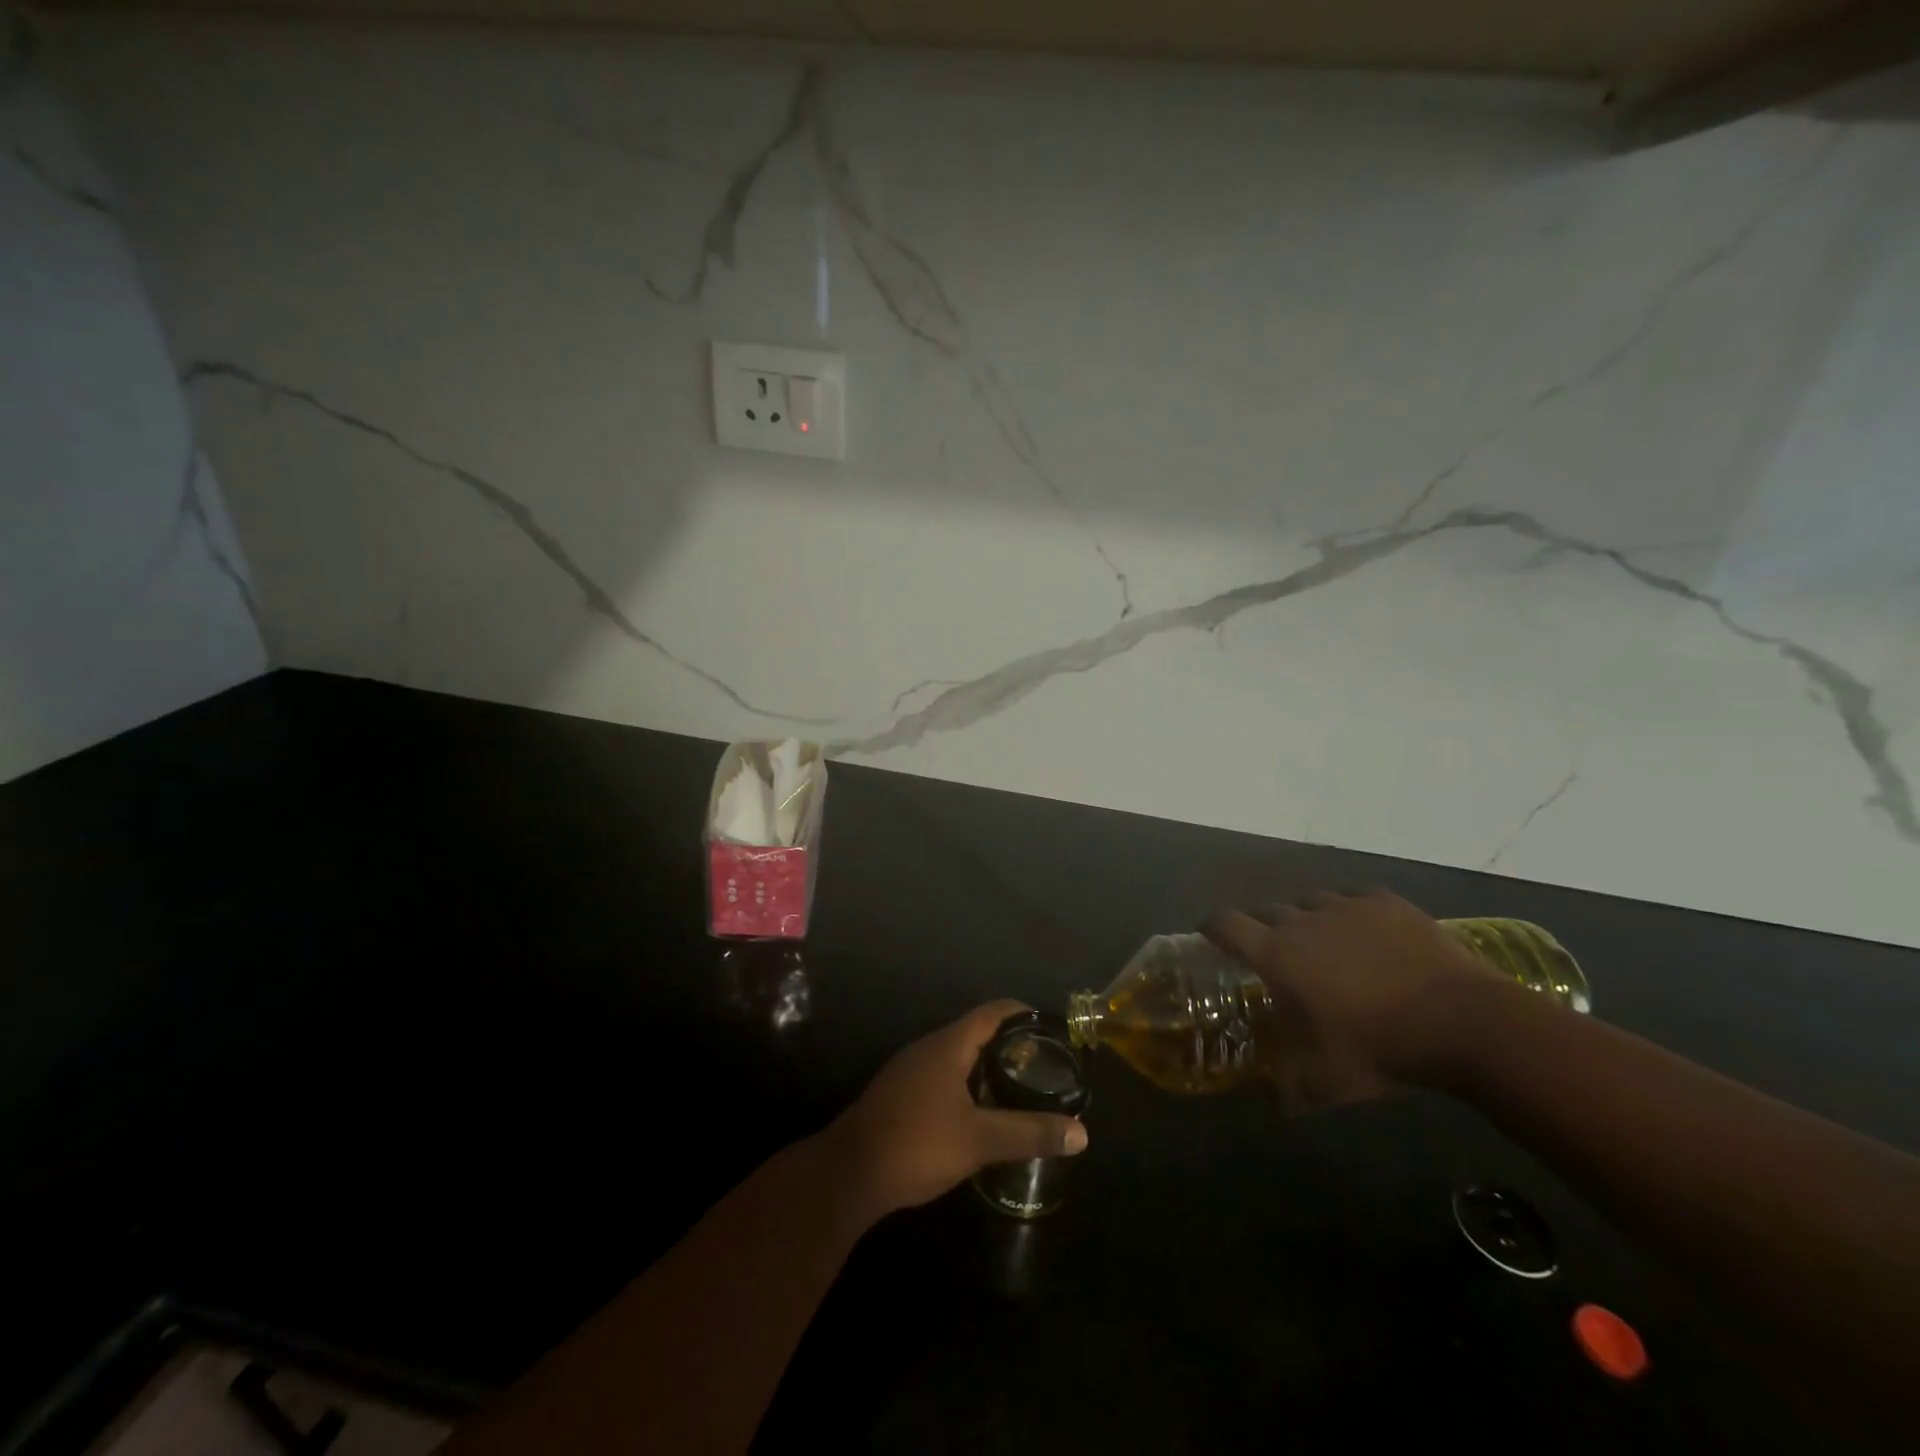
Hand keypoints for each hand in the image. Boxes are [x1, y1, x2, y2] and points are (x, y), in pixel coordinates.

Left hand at [822, 1000, 1087, 1223]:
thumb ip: (1029, 1133)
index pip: (993, 1012)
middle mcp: (928, 1048)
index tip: (1053, 1030)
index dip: (1025, 1014)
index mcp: (948, 1045)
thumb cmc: (916, 1144)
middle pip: (977, 1032)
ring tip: (1020, 1089)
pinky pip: (943, 1076)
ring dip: (989, 1067)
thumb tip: (1081, 1133)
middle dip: (1011, 1045)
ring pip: (959, 1056)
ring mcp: (910, 1070)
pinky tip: (980, 1113)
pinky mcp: (900, 1093)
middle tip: (1044, 1067)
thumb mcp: (979, 1141)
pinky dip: (968, 1084)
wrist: (848, 1174)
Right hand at [1203, 889, 1495, 1108]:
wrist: (1464, 1020)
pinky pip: (1352, 895)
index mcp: (1278, 956)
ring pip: (1308, 900)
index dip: (1212, 926)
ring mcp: (1346, 906)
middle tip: (1274, 951)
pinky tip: (1362, 929)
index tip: (1210, 935)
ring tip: (1321, 939)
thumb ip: (1291, 1089)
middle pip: (1265, 909)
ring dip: (1304, 916)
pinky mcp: (1384, 901)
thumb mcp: (1331, 1082)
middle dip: (1261, 926)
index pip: (1225, 924)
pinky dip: (1347, 909)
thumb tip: (1270, 1102)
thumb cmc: (1384, 1049)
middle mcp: (1303, 921)